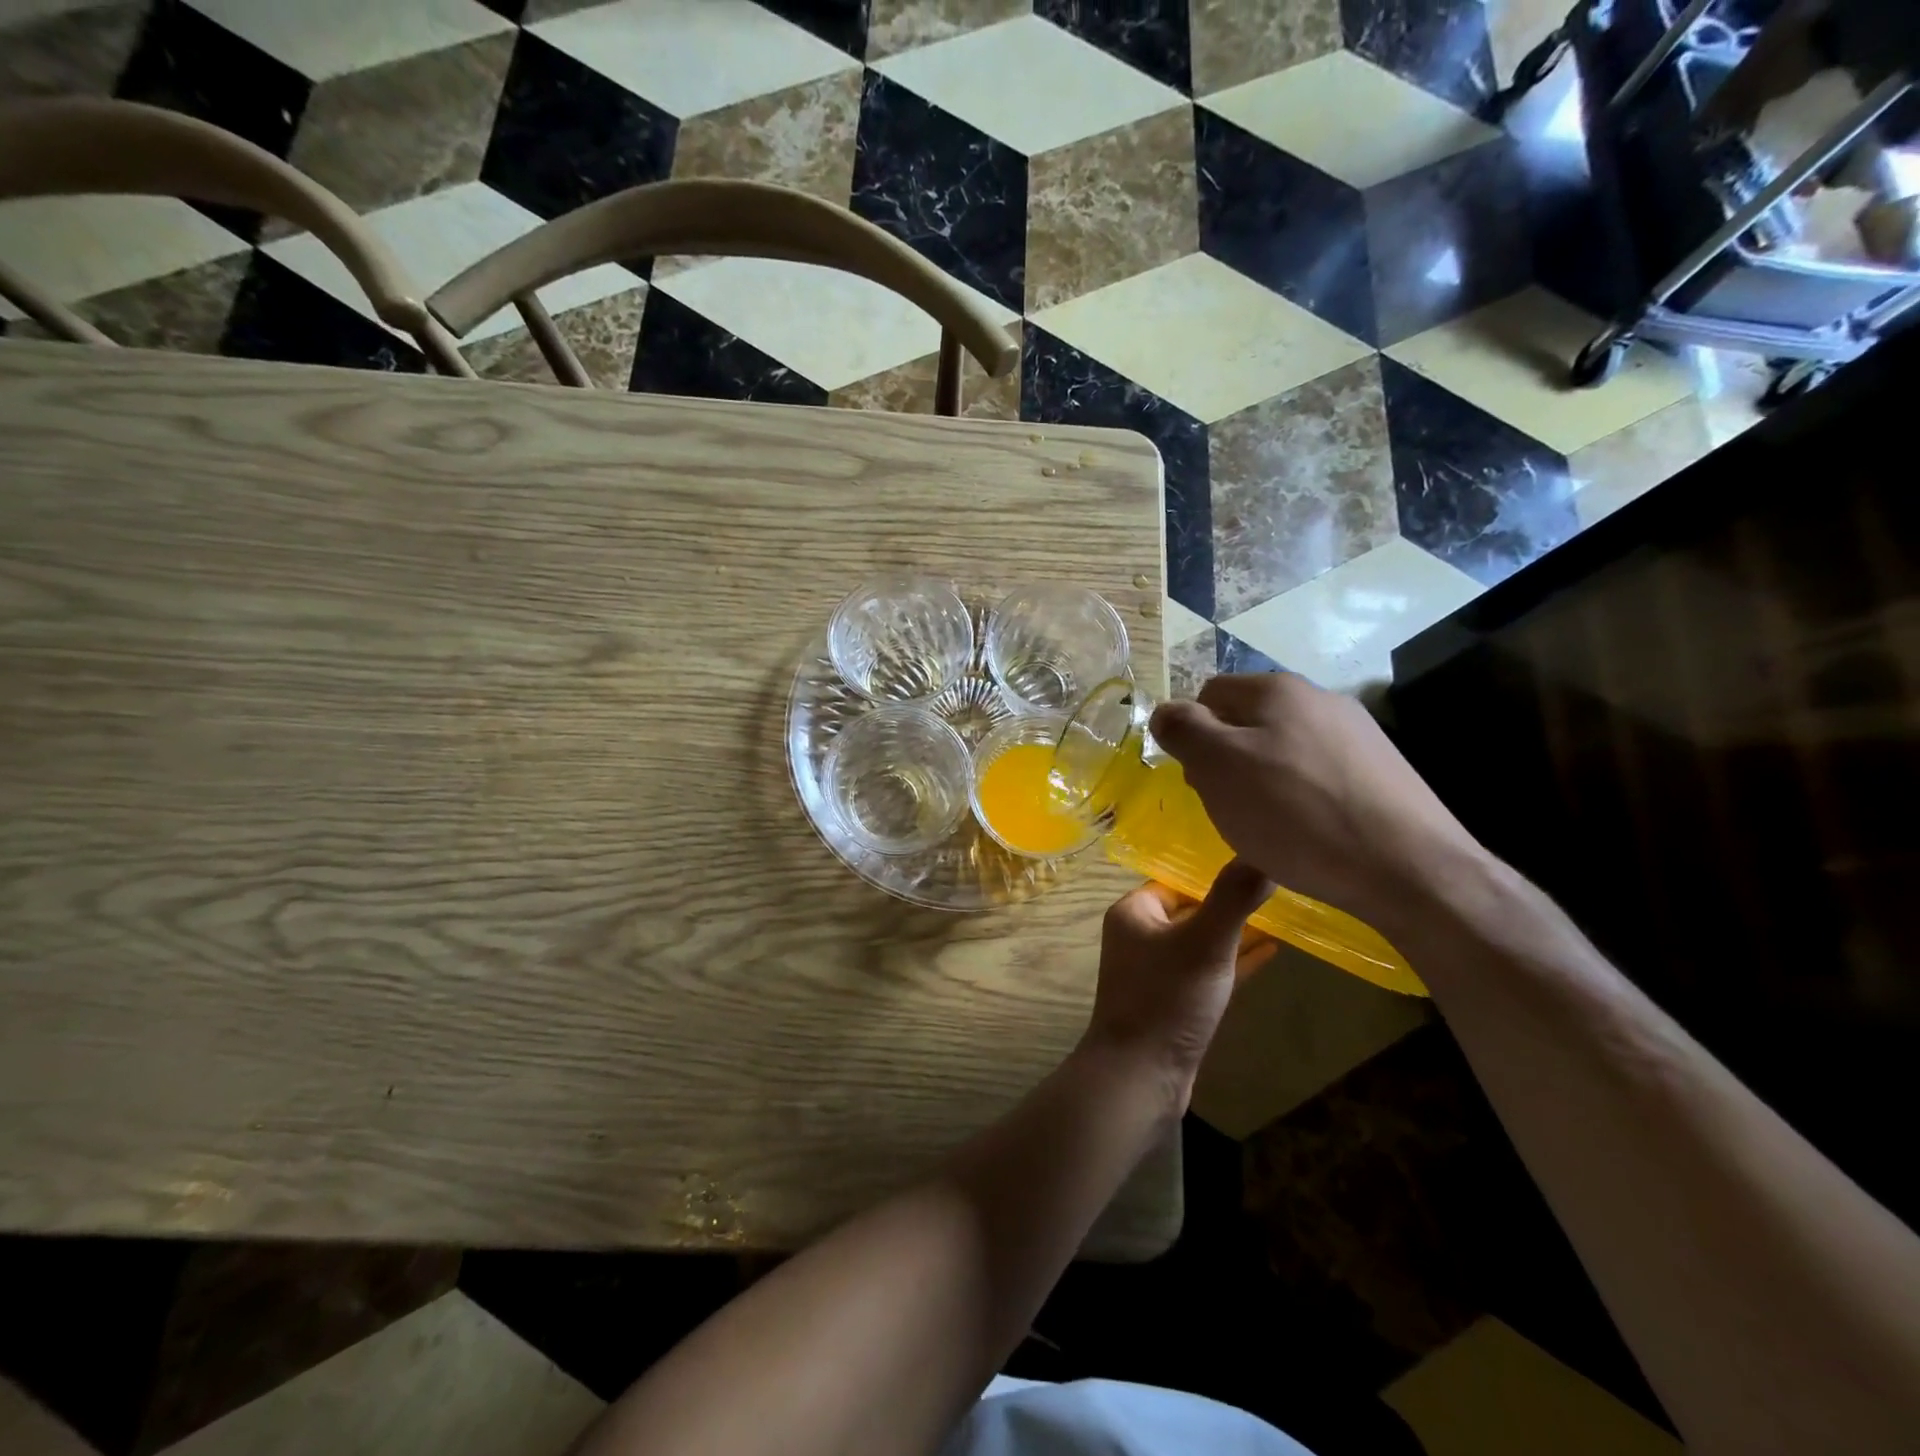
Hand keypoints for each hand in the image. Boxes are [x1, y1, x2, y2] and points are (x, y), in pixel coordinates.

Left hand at [1082, 862, 1277, 1108]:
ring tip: (1282, 913)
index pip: (1178, 879)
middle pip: (1192, 908)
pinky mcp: (1174, 1001)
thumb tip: (1262, 852)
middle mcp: (1140, 936)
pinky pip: (1208, 970)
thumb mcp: (1205, 942)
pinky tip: (1271, 951)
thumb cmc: (1168, 998)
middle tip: (1278, 886)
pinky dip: (1235, 961)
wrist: (1141, 1075)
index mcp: (1135, 912)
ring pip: (1202, 941)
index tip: (1258, 863)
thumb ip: (1233, 897)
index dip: (1215, 873)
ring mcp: (1156, 971)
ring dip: (1236, 931)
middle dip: (1230, 901)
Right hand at [1148, 674, 1483, 930]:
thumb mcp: (1218, 767)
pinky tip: (1309, 832)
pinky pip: (1317, 774)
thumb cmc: (1297, 814)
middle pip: (1246, 722)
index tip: (1199, 781)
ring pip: (1281, 750)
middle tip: (1230, 807)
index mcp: (1276, 689)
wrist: (1410, 869)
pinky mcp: (1380, 771)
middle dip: (1226, 760)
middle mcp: (1319, 698)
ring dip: (1262, 781)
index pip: (1208, 695)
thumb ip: (1183, 730)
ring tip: (1270, 827)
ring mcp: (1356, 733)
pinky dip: (1300, 798)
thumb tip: (1165, 712)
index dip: (1192, 736)